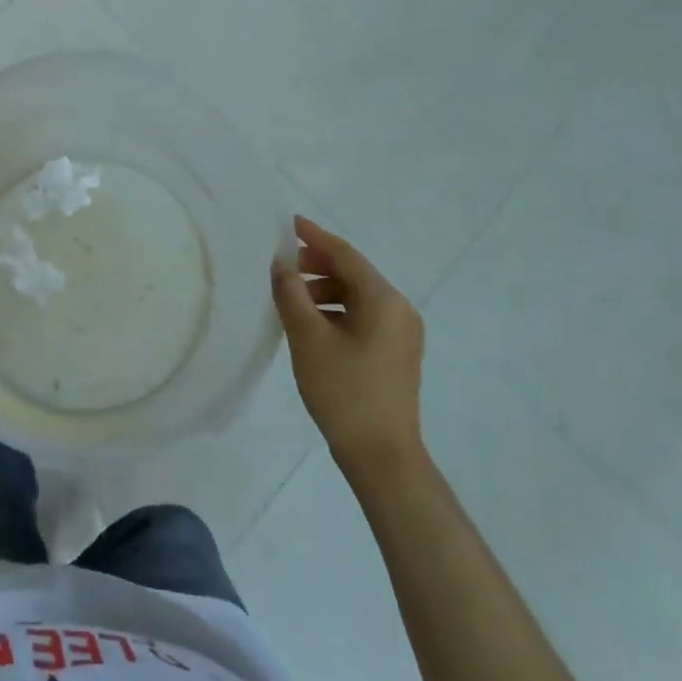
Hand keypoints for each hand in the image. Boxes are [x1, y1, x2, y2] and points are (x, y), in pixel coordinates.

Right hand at [271, 215, 425, 480]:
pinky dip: (335, 311)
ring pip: (357, 296)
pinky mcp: (396, 353)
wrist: (382, 457)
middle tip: (280, 267)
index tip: (287, 223)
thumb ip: (291, 293)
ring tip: (290, 299)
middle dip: (315, 265)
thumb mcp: (308, 338)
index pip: (344, 254)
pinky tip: (310, 323)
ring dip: (323, 290)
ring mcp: (401, 333)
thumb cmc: (344, 391)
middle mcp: (399, 309)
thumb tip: (280, 264)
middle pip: (353, 273)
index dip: (313, 237)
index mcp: (383, 299)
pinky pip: (363, 316)